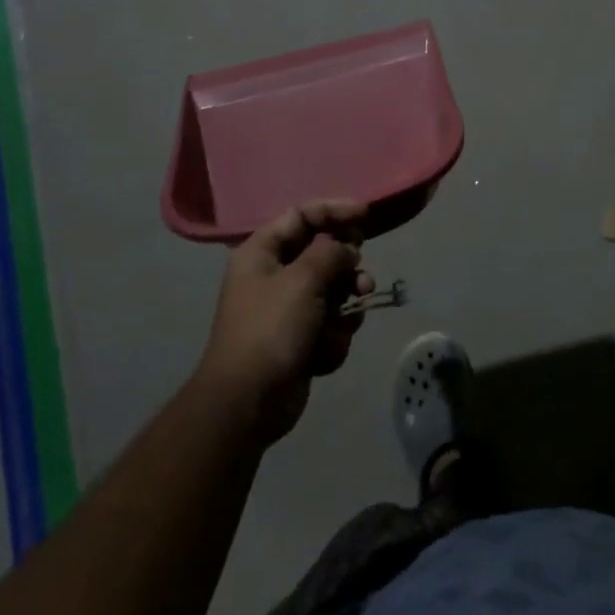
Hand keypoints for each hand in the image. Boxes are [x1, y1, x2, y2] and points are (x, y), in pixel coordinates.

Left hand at [195, 201, 373, 445]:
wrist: (248, 404)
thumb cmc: (270, 330)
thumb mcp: (303, 280)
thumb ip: (331, 252)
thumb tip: (346, 248)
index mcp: (262, 252)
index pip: (303, 215)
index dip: (335, 210)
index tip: (366, 215)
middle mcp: (273, 275)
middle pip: (322, 253)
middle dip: (346, 268)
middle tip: (360, 279)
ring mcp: (287, 309)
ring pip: (332, 290)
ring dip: (345, 306)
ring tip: (350, 318)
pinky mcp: (300, 339)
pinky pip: (330, 323)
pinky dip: (333, 336)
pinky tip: (324, 353)